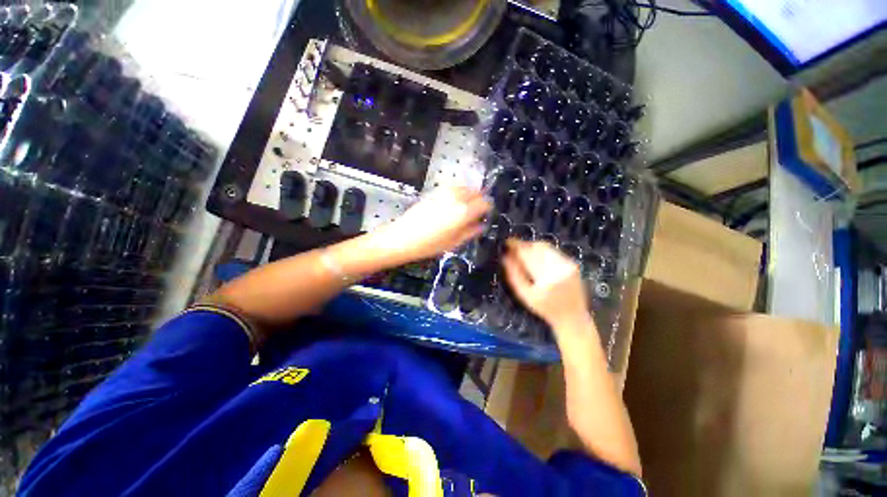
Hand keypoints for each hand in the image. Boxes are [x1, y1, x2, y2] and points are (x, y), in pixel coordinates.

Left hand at [372, 186, 489, 263]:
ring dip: (468, 195)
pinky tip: (452, 205)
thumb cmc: (429, 244)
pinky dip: (457, 193)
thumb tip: (481, 225)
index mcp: (464, 211)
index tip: (485, 216)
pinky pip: (452, 188)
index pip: (485, 203)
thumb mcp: (454, 243)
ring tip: (464, 209)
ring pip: (464, 188)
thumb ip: (471, 231)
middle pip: (476, 192)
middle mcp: (456, 198)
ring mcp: (444, 193)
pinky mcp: (434, 192)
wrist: (402, 237)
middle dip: (479, 200)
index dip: (487, 209)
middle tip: (475, 213)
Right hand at [501, 239, 594, 339]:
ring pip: (546, 247)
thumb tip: (505, 257)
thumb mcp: (525, 295)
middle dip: (524, 245)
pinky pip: (554, 251)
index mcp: (546, 279)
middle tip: (513, 246)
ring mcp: (568, 265)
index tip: (507, 242)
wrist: (572, 316)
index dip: (517, 247)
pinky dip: (542, 251)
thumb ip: (514, 275)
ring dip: (533, 247)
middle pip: (538, 248)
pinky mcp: (573, 264)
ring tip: (523, 251)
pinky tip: (536, 257)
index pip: (528, 256)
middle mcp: (560, 269)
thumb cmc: (544, 308)